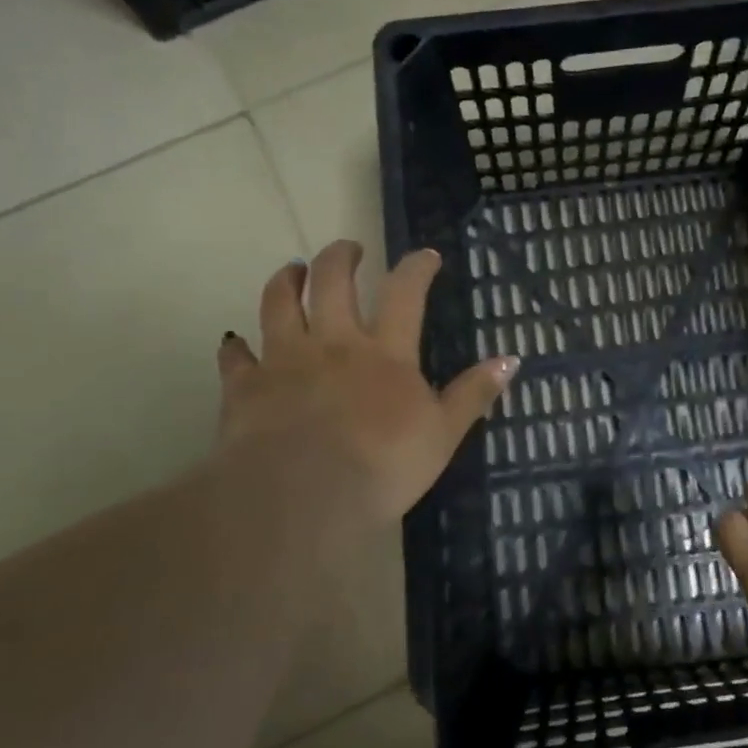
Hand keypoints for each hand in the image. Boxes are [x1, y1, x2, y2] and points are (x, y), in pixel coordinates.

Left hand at [213, 241, 516, 527]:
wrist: (302, 498)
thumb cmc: (383, 466)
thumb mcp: (443, 434)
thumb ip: (473, 394)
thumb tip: (510, 359)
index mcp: (384, 352)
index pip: (404, 293)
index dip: (417, 267)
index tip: (425, 255)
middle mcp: (332, 343)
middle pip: (333, 281)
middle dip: (341, 256)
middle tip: (349, 249)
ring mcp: (284, 360)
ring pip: (279, 303)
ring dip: (286, 281)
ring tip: (293, 270)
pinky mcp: (245, 387)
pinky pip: (236, 357)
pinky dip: (236, 347)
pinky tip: (236, 343)